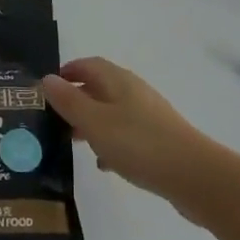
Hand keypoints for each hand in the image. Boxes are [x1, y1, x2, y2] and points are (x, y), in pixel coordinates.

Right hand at [42, 57, 216, 204]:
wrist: (193, 175)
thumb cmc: (138, 143)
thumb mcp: (95, 122)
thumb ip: (69, 101)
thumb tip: (47, 78)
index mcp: (118, 80)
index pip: (88, 64)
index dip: (67, 72)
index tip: (45, 90)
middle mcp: (134, 91)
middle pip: (99, 87)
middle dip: (76, 100)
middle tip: (53, 120)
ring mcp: (148, 115)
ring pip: (112, 112)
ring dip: (91, 123)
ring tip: (72, 142)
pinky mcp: (158, 139)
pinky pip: (126, 134)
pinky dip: (110, 142)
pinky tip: (103, 164)